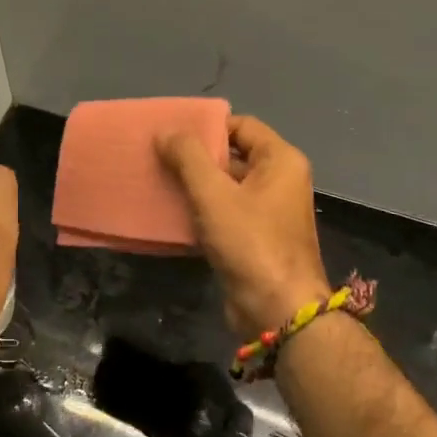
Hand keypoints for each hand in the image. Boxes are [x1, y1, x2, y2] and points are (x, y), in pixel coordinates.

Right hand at [157, 115, 330, 339]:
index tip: (170, 133)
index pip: (241, 126)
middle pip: (233, 155)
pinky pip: (225, 212)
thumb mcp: (213, 194)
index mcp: (280, 160)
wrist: (277, 310)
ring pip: (226, 186)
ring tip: (156, 180)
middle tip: (156, 155)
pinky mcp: (255, 238)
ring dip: (194, 184)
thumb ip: (188, 157)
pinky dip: (201, 210)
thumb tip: (166, 132)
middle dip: (195, 156)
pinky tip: (170, 212)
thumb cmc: (250, 243)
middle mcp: (279, 180)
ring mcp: (268, 211)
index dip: (206, 126)